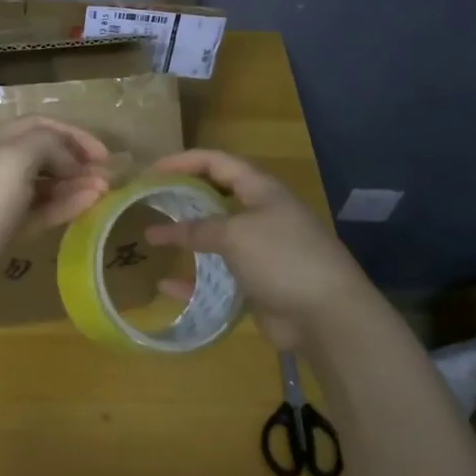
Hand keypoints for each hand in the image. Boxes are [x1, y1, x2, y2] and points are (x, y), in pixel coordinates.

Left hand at [0, 117, 110, 302]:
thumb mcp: (16, 157)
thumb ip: (49, 145)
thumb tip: (71, 160)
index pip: (39, 125)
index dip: (73, 134)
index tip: (102, 153)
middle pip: (43, 154)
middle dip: (76, 160)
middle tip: (106, 175)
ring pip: (44, 184)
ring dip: (74, 184)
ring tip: (104, 191)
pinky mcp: (5, 230)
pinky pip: (40, 210)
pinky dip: (64, 205)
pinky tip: (88, 205)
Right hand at [144, 149, 370, 348]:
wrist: (327, 315)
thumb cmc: (283, 258)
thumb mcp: (236, 235)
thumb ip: (196, 229)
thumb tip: (157, 231)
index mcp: (261, 190)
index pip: (217, 162)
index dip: (183, 161)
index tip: (150, 170)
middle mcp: (260, 214)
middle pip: (215, 197)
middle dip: (182, 197)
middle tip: (148, 202)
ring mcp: (259, 250)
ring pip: (214, 238)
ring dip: (185, 239)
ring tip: (151, 239)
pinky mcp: (256, 283)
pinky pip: (217, 276)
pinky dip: (193, 280)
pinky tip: (166, 286)